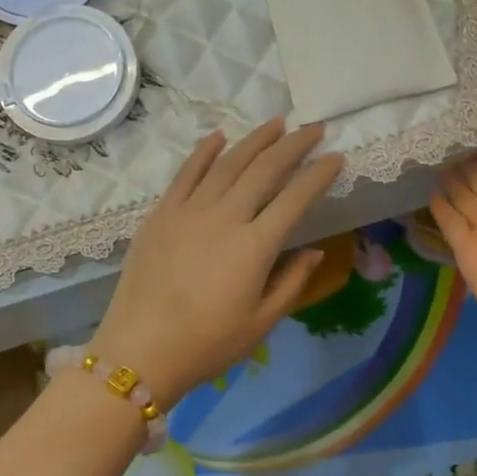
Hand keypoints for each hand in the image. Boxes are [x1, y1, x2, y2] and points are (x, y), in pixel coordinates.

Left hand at [91, 120, 343, 405]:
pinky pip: (186, 172)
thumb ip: (292, 281)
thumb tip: (313, 250)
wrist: (139, 351)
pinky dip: (205, 151)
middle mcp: (224, 217)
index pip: (295, 198)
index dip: (319, 175)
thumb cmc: (207, 345)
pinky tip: (220, 136)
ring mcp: (189, 211)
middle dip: (293, 145)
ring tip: (277, 123)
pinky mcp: (161, 213)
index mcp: (254, 246)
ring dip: (255, 140)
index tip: (336, 157)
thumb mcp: (261, 322)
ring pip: (228, 163)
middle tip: (314, 128)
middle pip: (264, 169)